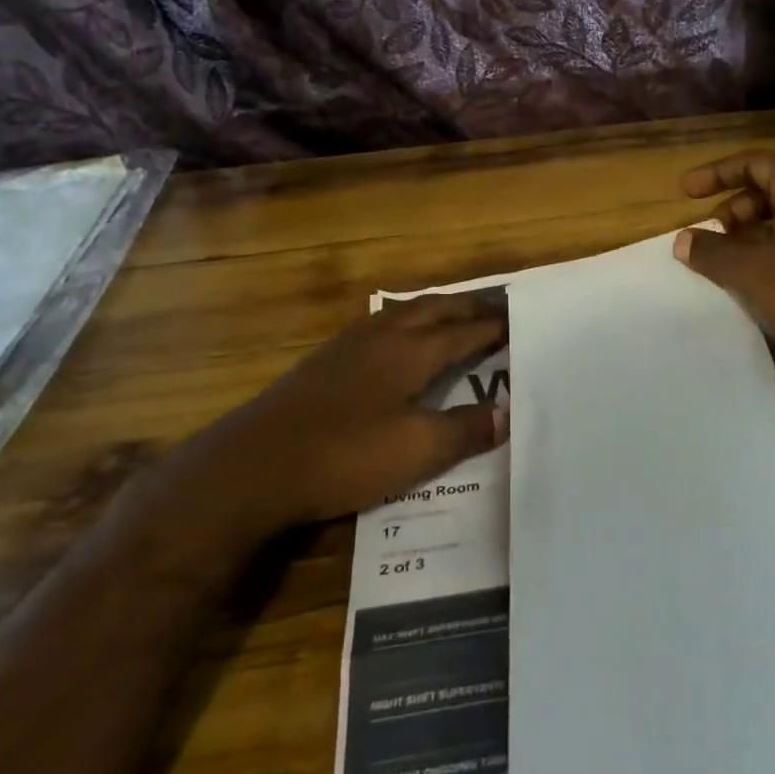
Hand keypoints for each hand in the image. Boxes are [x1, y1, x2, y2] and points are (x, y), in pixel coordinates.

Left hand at [202, 293, 507, 527]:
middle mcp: (382, 336)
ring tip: (452, 314)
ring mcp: (348, 345)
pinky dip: (404, 322)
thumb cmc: (345, 454)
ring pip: (403, 313)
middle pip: (434, 310)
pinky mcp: (325, 361)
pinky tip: (395, 339)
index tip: (518, 321)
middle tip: (495, 310)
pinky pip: (379, 325)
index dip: (492, 328)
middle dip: (467, 309)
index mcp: (410, 351)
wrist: (255, 464)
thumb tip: (506, 414)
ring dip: (434, 310)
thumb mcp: (416, 449)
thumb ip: (464, 430)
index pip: (463, 332)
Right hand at [672, 150, 774, 369]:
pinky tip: (754, 283)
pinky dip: (770, 254)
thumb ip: (711, 251)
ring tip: (724, 262)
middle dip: (732, 207)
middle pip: (769, 189)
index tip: (686, 192)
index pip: (754, 162)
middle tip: (707, 234)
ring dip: (749, 235)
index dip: (716, 173)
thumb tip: (682, 238)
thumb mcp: (751, 271)